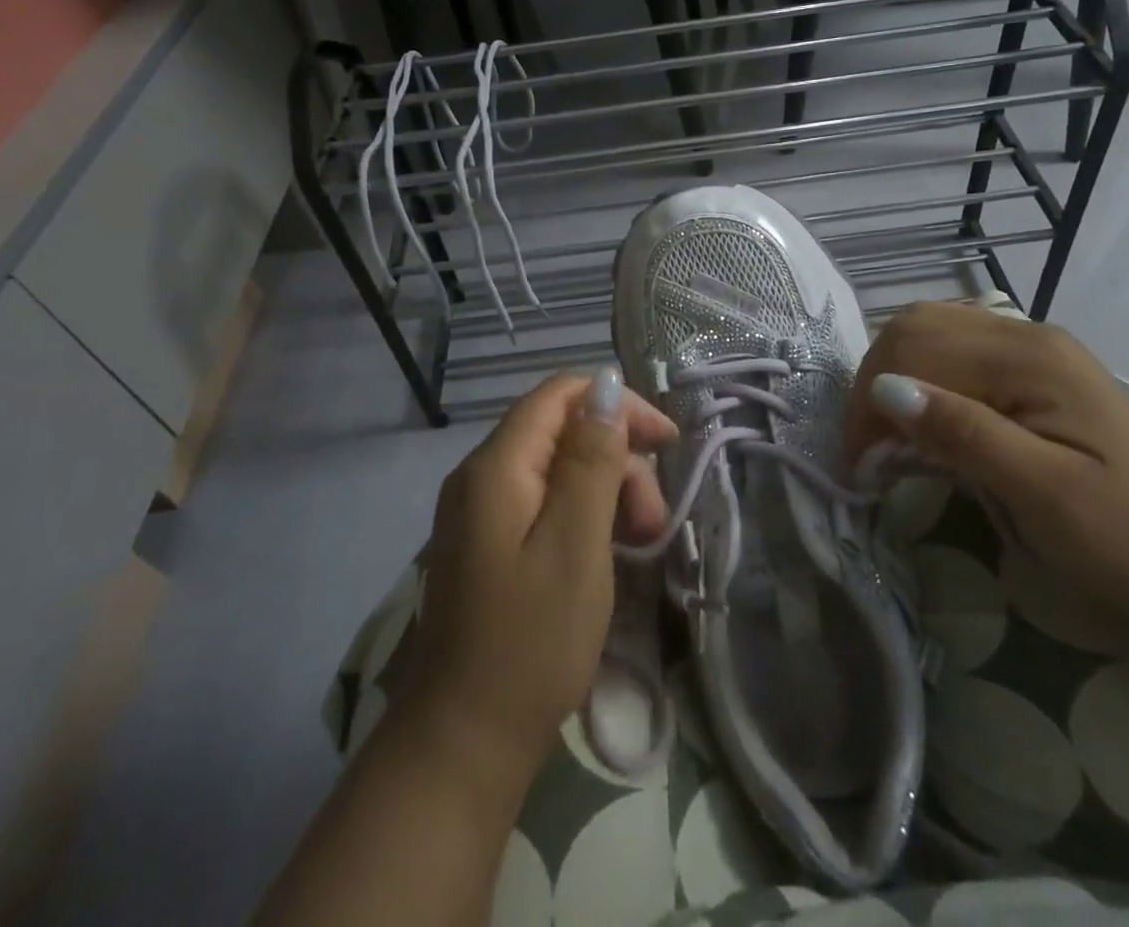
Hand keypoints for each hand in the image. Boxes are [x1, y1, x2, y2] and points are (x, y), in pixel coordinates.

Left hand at [400, 368, 676, 787]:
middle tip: (653, 518)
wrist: (463, 742)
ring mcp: (480, 512)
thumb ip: (591, 459)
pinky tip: (607, 552)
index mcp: (496, 465)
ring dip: (606, 490)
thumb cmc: (530, 641)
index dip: (616, 404)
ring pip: (557, 468)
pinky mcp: (488, 544)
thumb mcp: (576, 543)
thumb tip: (604, 387)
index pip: (560, 394)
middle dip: (617, 458)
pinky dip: (583, 516)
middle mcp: (480, 475)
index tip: (665, 444)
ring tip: (639, 541)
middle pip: (561, 432)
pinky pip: (543, 503)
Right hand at [847, 302, 1128, 646]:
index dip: (870, 401)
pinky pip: (957, 357)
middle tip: (867, 450)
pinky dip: (923, 382)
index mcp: (1028, 357)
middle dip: (875, 382)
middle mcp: (1026, 336)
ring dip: (895, 378)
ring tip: (889, 438)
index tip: (857, 465)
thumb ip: (963, 433)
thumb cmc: (1128, 540)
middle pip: (917, 327)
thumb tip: (885, 390)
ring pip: (931, 334)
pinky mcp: (1033, 376)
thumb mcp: (1043, 493)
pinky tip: (926, 425)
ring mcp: (1032, 352)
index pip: (915, 348)